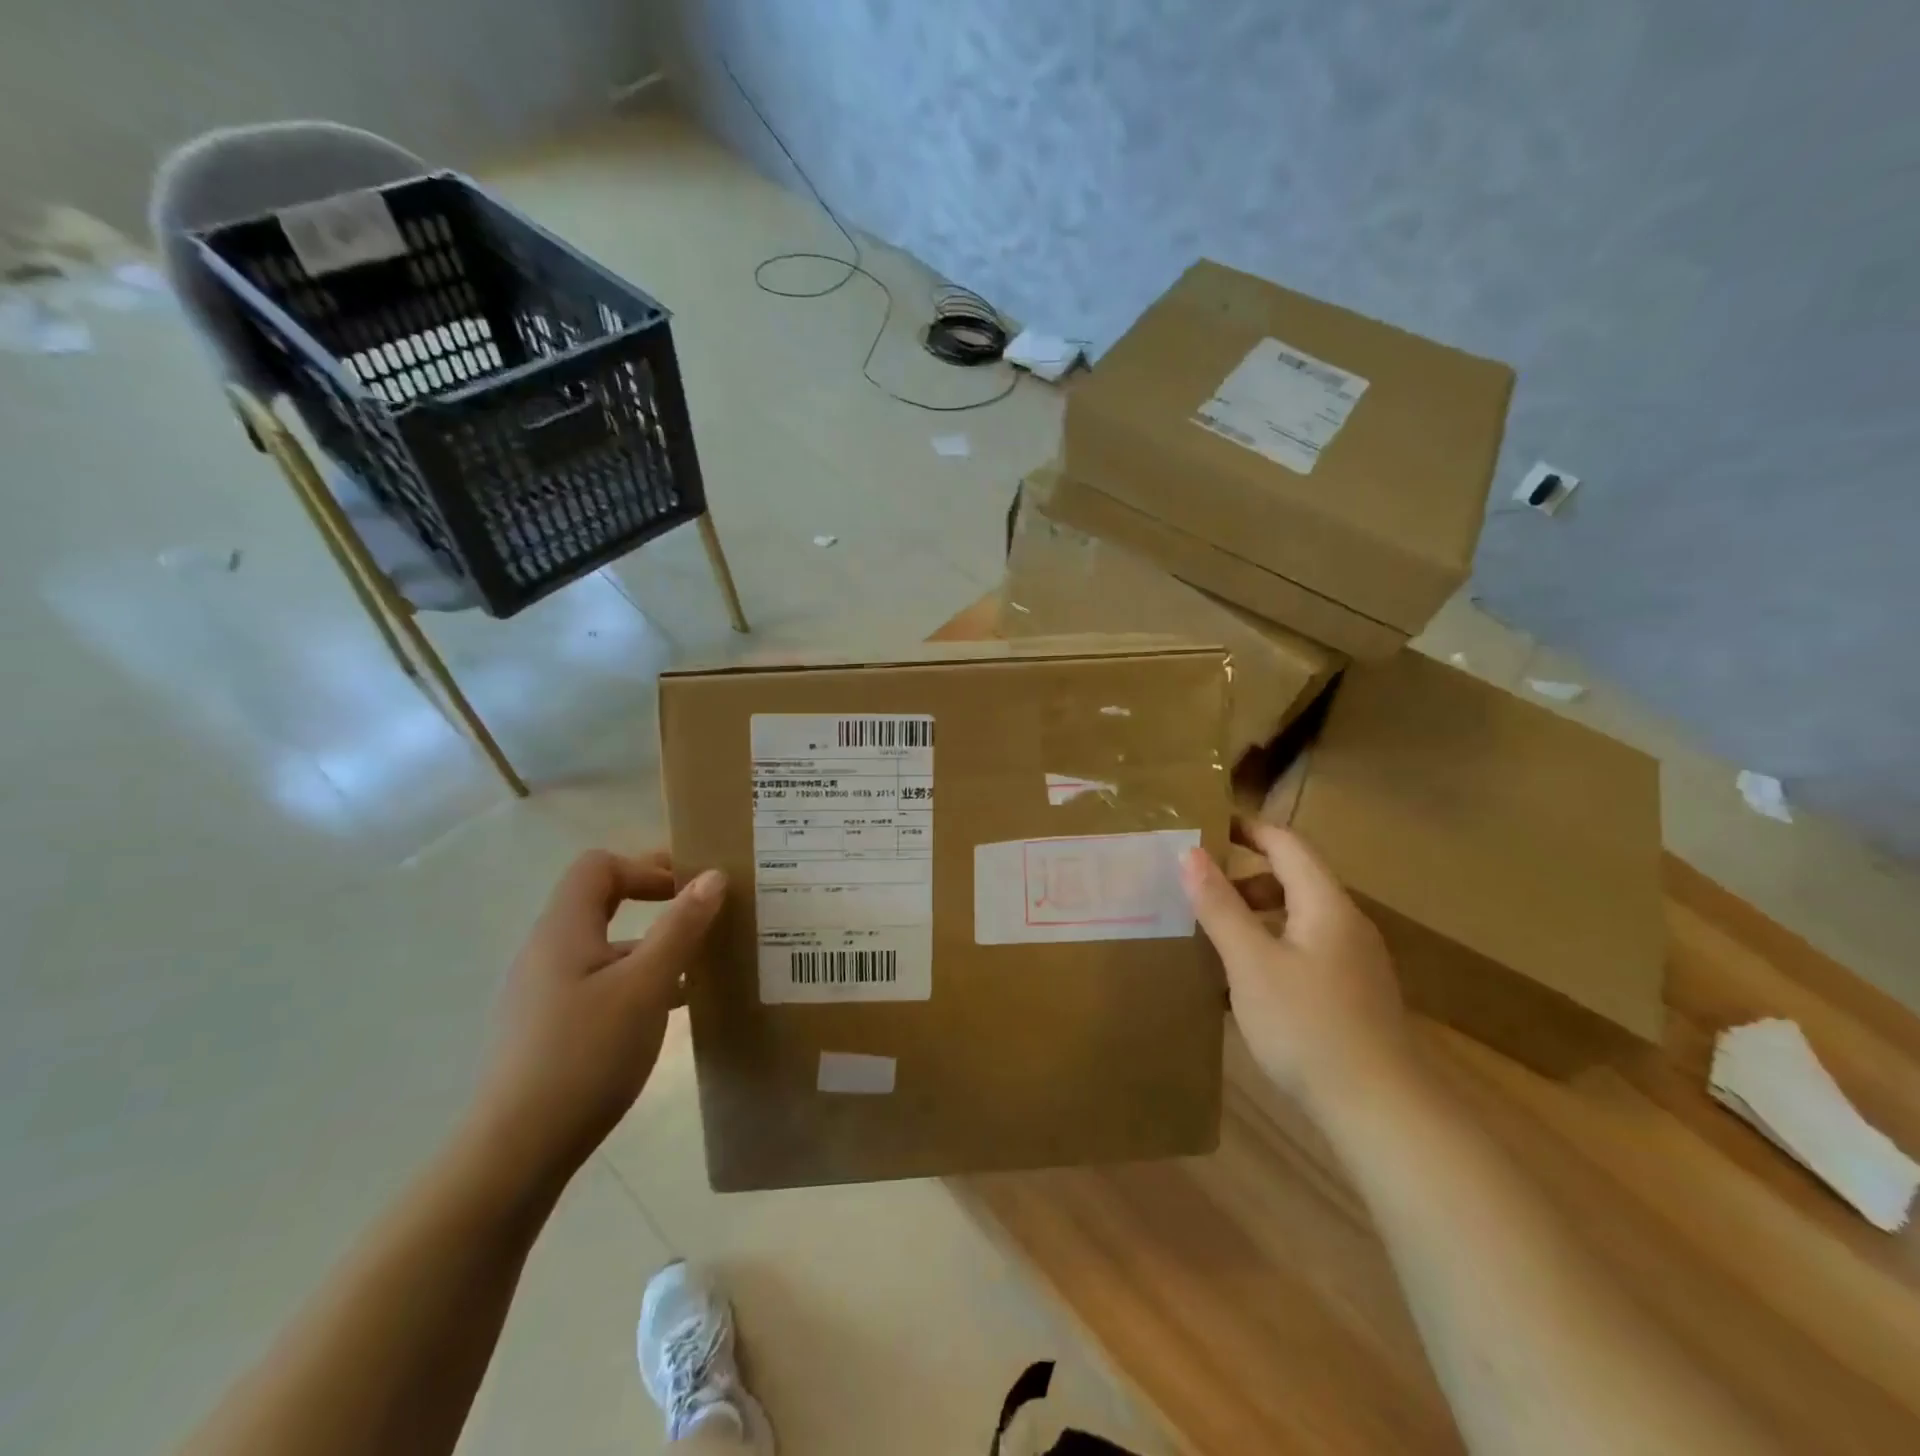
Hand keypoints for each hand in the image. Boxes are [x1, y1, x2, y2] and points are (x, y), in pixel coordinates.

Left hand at [472, 850, 724, 1184]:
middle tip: (702, 913)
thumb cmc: (586, 1055)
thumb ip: (681, 927)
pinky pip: (599, 980)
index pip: (599, 867)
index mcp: (563, 930)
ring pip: (603, 944)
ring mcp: (544, 991)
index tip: (690, 889)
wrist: (516, 1153)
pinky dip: (636, 977)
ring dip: (650, 942)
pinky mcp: (548, 1026)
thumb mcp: (647, 985)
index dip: (646, 867)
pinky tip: (669, 1008)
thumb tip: (713, 876)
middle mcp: (547, 951)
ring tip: (697, 964)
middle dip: (653, 898)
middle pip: (599, 900)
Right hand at [1180, 823, 1408, 1107]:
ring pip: (1298, 917)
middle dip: (1243, 877)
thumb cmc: (1308, 1027)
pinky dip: (1270, 946)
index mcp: (1326, 904)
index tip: (1205, 826)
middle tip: (1197, 889)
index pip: (1286, 844)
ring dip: (1255, 915)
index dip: (1247, 828)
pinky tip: (1244, 982)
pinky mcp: (1353, 993)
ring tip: (1213, 935)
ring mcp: (1354, 961)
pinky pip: (1305, 949)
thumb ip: (1219, 906)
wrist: (1383, 1112)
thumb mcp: (1250, 963)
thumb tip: (1190, 854)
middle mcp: (1346, 923)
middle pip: (1293, 879)